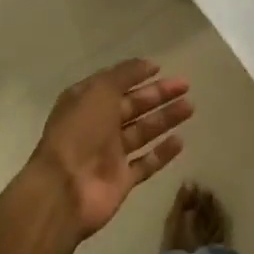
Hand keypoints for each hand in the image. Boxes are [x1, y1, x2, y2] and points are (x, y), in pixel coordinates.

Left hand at [30, 59, 192, 240]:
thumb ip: (124, 75)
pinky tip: (180, 142)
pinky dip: (162, 153)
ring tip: (190, 107)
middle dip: (158, 95)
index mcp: (86, 102)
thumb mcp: (99, 91)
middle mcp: (98, 125)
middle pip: (133, 106)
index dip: (136, 74)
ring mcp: (109, 154)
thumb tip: (147, 63)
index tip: (160, 68)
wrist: (64, 189)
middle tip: (185, 85)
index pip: (115, 83)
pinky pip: (145, 163)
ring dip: (165, 119)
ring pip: (142, 132)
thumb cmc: (80, 132)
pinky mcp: (121, 180)